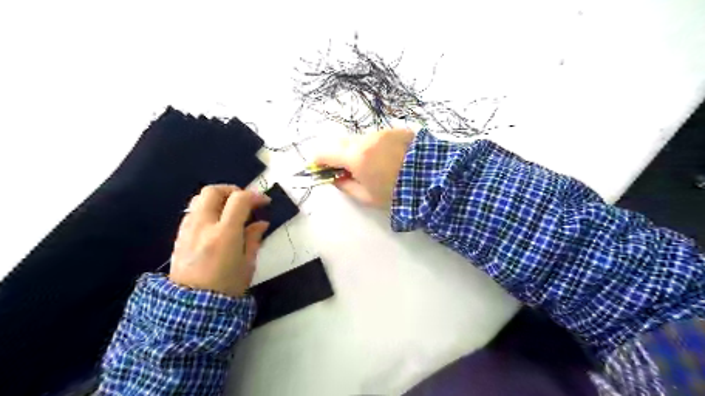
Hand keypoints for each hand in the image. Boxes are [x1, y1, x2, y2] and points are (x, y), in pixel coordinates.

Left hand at [168, 185, 270, 296]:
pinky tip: (216, 223)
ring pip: (199, 199)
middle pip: (213, 191)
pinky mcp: (179, 236)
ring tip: (230, 210)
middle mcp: (203, 226)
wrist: (191, 308)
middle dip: (232, 190)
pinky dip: (206, 209)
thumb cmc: (226, 287)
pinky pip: (192, 212)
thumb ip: (253, 238)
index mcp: (225, 234)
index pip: (239, 200)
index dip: (254, 196)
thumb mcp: (248, 264)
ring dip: (218, 198)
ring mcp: (187, 230)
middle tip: (244, 201)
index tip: (264, 202)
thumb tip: (260, 223)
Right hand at [314, 128, 413, 208]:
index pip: (325, 152)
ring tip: (369, 165)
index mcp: (356, 156)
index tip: (319, 168)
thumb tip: (335, 178)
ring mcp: (382, 132)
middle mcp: (366, 139)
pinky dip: (373, 146)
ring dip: (357, 149)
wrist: (433, 180)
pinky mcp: (396, 130)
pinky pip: (376, 137)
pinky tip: (385, 158)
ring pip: (359, 139)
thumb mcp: (367, 197)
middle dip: (337, 154)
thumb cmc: (396, 193)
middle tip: (343, 169)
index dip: (318, 160)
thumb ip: (346, 186)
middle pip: (341, 142)